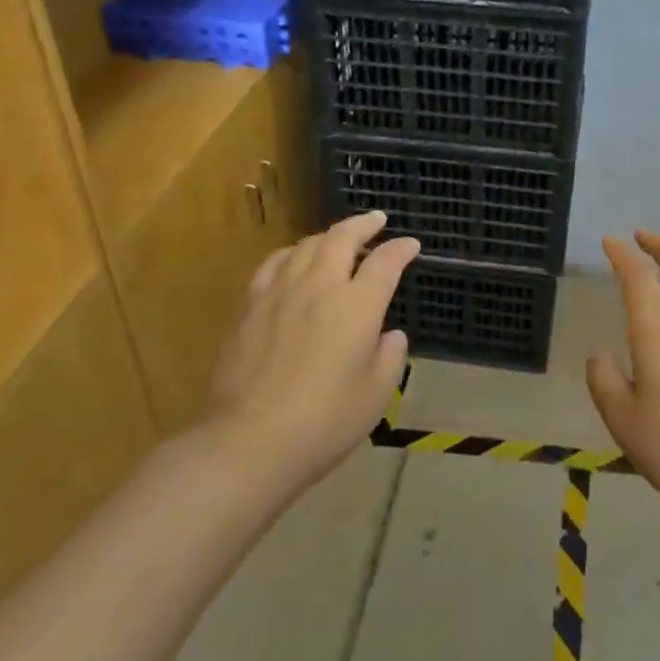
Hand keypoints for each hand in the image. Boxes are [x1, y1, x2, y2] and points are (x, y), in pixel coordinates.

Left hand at [202, 211, 419, 490]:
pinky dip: (291, 253)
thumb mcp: (376, 394)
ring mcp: (279, 293)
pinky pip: (273, 264)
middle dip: (364, 224)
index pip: (385, 262)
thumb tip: (389, 335)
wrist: (248, 441)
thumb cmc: (324, 422)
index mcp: (357, 306)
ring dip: (328, 236)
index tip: (411, 245)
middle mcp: (319, 287)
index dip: (401, 249)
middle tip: (376, 220)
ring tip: (337, 238)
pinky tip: (292, 259)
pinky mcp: (249, 307)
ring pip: (305, 245)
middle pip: (342, 238)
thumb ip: (390, 356)